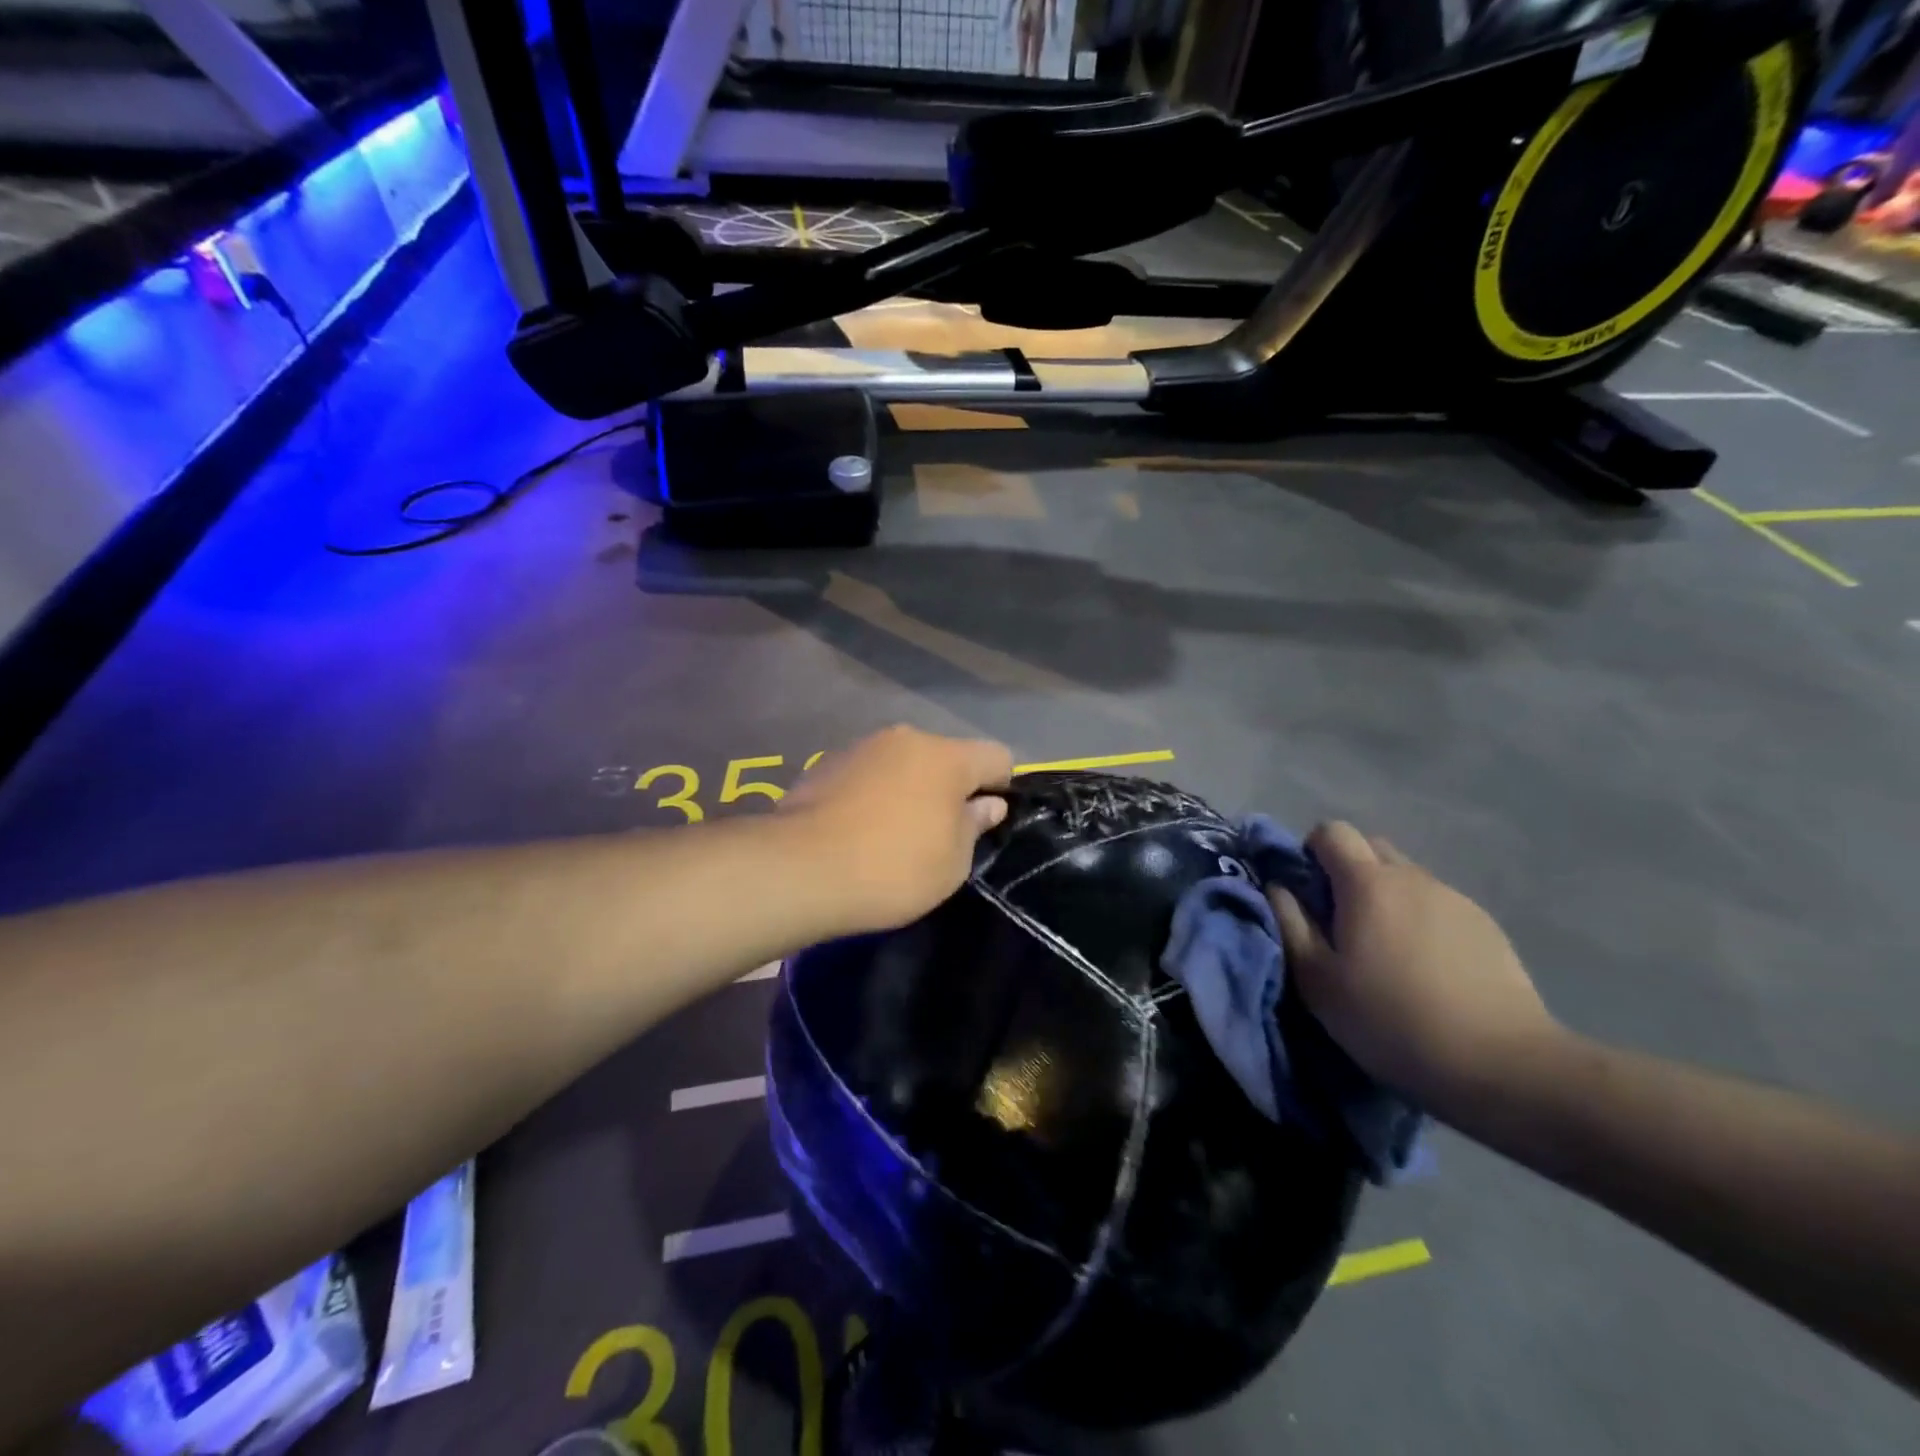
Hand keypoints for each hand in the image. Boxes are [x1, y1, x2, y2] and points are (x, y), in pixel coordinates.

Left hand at [780, 725, 1013, 933]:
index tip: (986, 822)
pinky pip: (867, 775)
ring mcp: (861, 747)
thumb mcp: (952, 863)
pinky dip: (872, 794)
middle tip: (939, 834)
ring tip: (892, 834)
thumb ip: (974, 825)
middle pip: (945, 757)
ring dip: (908, 789)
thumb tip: (987, 804)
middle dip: (950, 788)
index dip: (1001, 787)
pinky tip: (857, 830)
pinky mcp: (825, 764)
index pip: (997, 756)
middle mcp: (905, 738)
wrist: (800, 870)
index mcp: (946, 756)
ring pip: (902, 764)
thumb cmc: (893, 868)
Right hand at [1269, 822, 1561, 1106]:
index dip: (1311, 851)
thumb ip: (1290, 923)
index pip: (1332, 831)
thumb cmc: (1391, 1019)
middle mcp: (1413, 877)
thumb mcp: (1317, 980)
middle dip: (1348, 872)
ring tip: (1388, 954)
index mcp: (1367, 882)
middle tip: (1341, 922)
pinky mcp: (1488, 927)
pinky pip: (1439, 907)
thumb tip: (1279, 887)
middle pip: (1371, 848)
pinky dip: (1422, 922)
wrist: (1502, 1064)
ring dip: (1387, 899)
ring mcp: (1456, 900)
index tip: (1307, 892)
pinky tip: (1428, 971)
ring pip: (1407, 879)